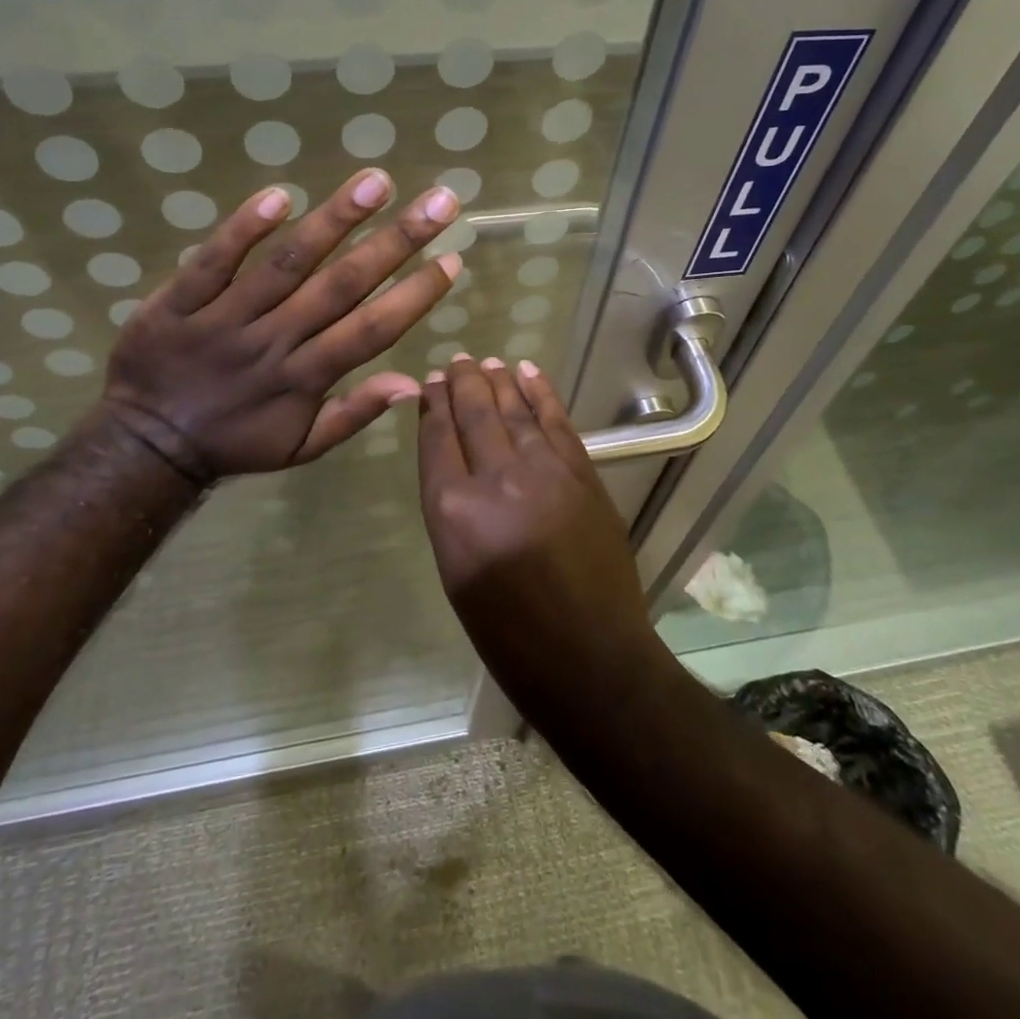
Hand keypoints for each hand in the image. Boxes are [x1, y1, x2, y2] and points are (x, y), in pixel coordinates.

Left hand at [100, 169, 460, 478]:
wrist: (145, 443)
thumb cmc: (234, 442)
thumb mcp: (299, 448)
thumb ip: (353, 414)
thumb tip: (411, 385)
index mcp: (305, 378)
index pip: (372, 331)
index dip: (415, 295)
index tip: (452, 259)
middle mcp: (274, 341)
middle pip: (342, 286)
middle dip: (396, 242)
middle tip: (439, 202)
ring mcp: (225, 317)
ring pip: (287, 264)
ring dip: (334, 220)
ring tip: (376, 182)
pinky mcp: (179, 300)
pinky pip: (214, 261)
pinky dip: (244, 229)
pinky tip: (280, 197)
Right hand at [416, 355, 659, 711]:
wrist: (589, 657)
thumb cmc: (509, 632)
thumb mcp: (457, 571)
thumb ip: (451, 509)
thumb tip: (453, 462)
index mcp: (453, 512)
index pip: (437, 439)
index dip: (432, 405)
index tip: (430, 384)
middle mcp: (496, 480)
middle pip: (474, 414)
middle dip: (462, 383)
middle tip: (455, 362)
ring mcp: (544, 472)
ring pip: (514, 410)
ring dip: (498, 380)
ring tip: (486, 361)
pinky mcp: (582, 474)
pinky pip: (555, 421)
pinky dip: (540, 392)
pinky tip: (528, 372)